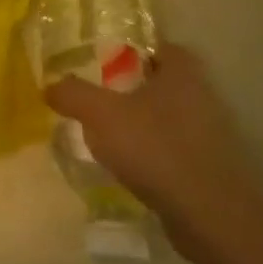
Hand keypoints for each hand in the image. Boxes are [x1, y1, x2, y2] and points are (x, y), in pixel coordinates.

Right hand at [46, 44, 261, 247]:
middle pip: (164, 83)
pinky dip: (153, 153)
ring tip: (107, 134)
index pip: (163, 47)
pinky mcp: (211, 169)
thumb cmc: (155, 148)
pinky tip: (129, 166)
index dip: (136, 50)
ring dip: (142, 123)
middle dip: (133, 88)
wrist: (209, 215)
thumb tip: (51, 86)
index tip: (107, 60)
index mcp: (182, 75)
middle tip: (99, 96)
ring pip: (169, 118)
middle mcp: (203, 99)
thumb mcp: (100, 114)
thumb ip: (73, 94)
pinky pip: (174, 149)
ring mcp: (211, 136)